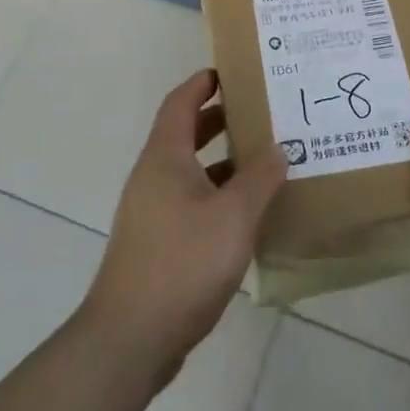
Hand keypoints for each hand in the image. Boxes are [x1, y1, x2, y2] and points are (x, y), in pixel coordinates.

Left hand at [81, 69, 285, 384]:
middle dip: (217, 120)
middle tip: (256, 113)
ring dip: (220, 161)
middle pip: (183, 134)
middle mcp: (152, 177)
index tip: (229, 72)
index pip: (179, 103)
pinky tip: (245, 214)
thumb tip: (279, 148)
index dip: (201, 84)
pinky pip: (189, 202)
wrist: (130, 338)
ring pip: (188, 171)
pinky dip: (215, 195)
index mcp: (164, 158)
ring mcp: (151, 212)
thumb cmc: (182, 262)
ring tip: (261, 160)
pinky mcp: (156, 243)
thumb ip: (259, 178)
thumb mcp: (233, 216)